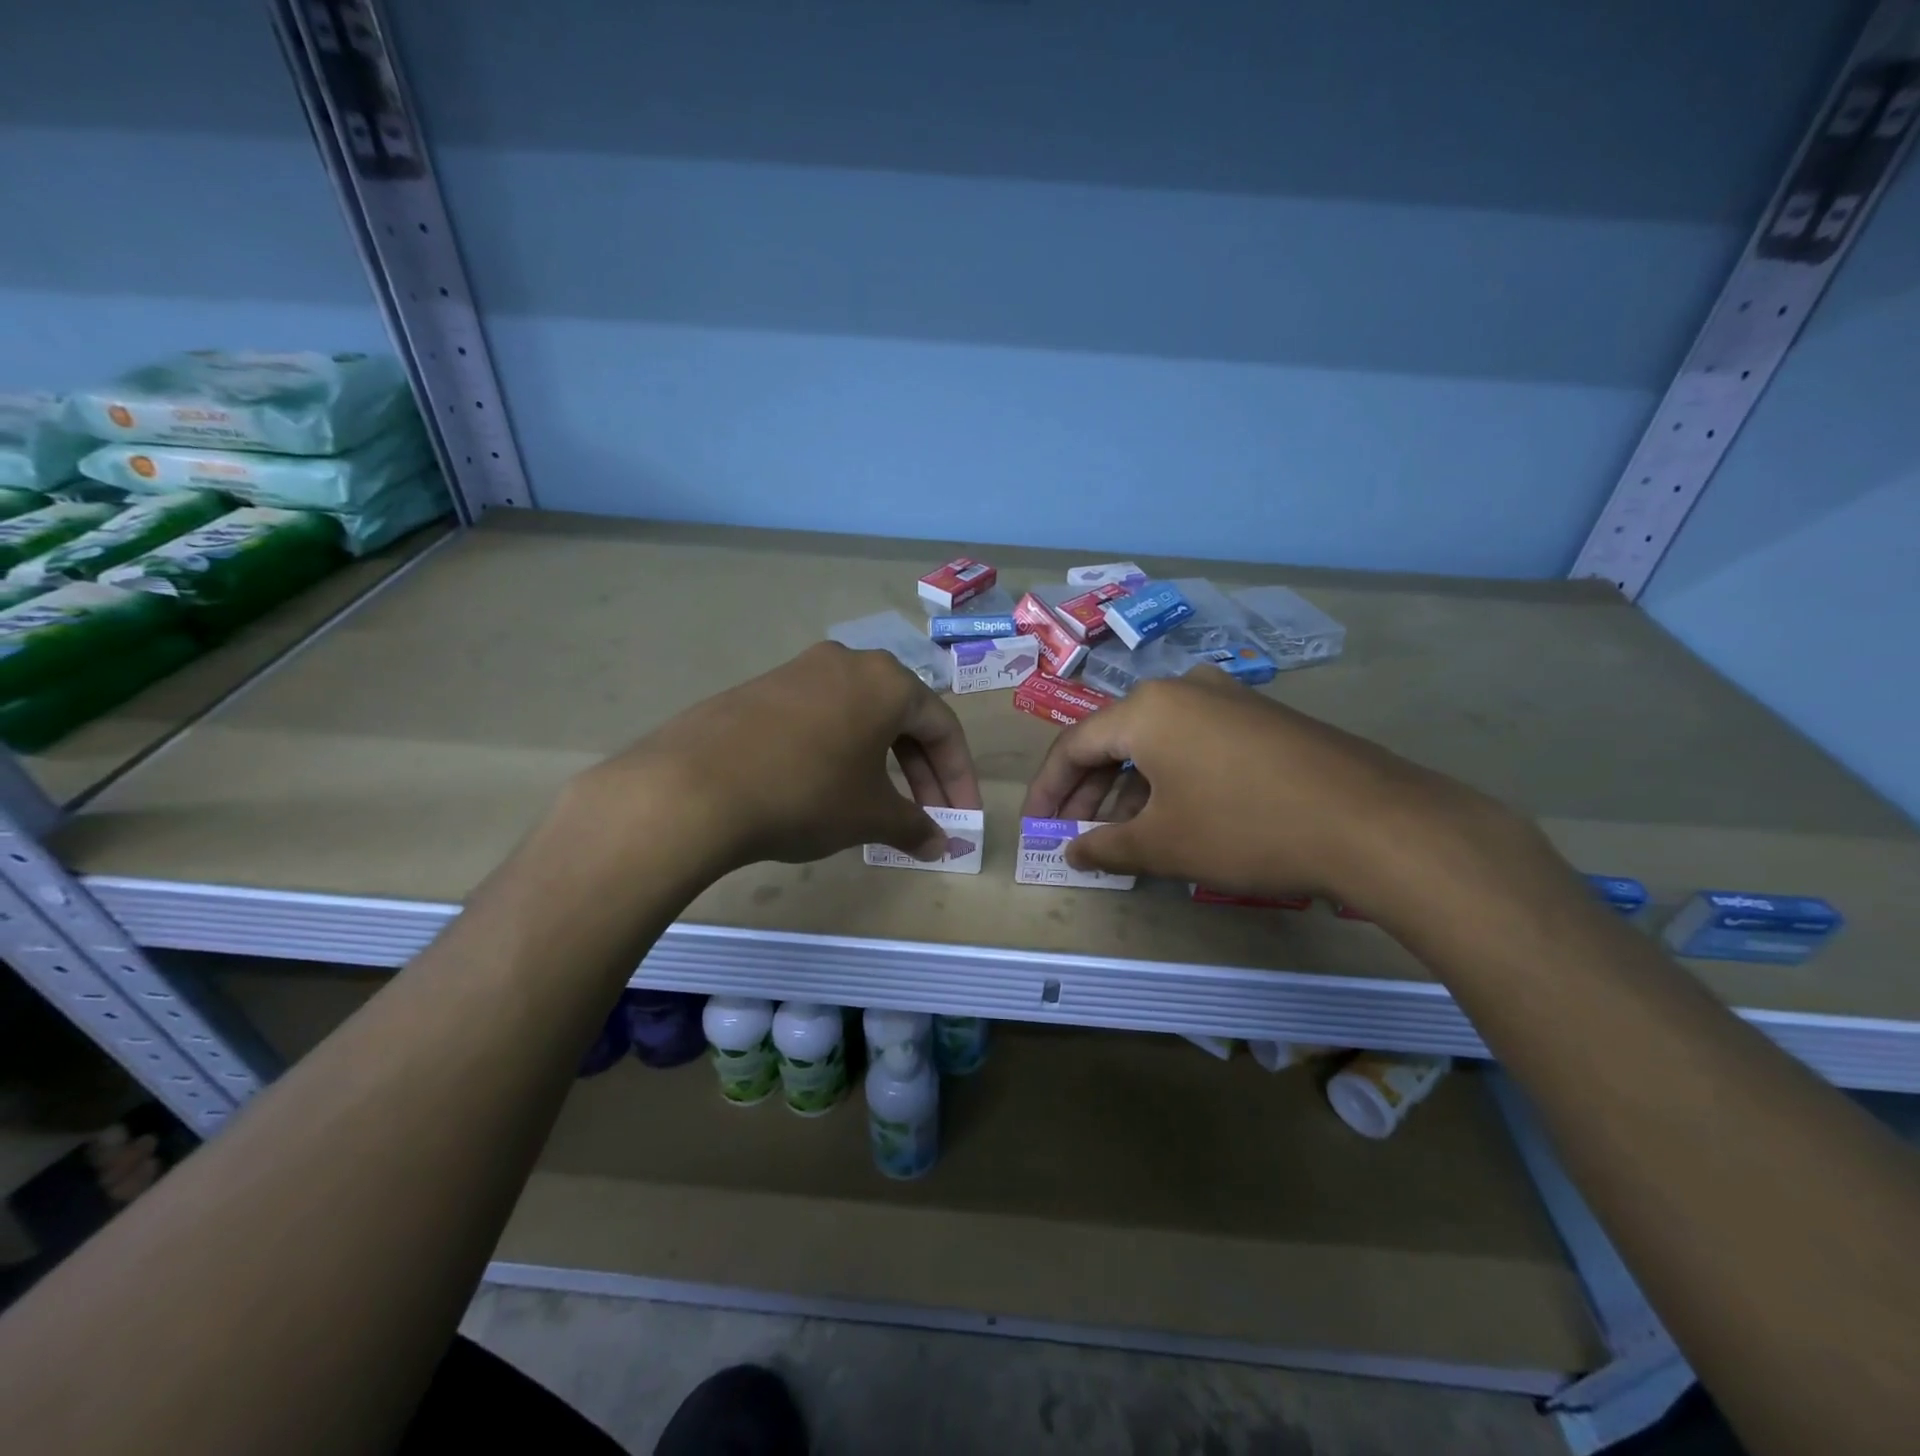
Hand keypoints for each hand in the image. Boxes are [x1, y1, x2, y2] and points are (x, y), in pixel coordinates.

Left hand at [578, 642, 979, 873]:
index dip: (959, 778)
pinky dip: (840, 754)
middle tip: (928, 819)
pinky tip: (829, 790)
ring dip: (881, 765)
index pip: (942, 728)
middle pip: (902, 719)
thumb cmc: (806, 792)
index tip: (962, 819)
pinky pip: (820, 720)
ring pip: (860, 719)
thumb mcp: (870, 814)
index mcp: (887, 681)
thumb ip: (914, 826)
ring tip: (881, 809)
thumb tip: (940, 844)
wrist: (693, 787)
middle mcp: (848, 662)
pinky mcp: (761, 690)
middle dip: (922, 774)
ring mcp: (799, 671)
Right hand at [1020, 667, 1516, 906]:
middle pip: (1114, 740)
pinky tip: (1175, 815)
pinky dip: (1171, 778)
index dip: (1049, 790)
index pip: (1073, 746)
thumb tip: (1072, 850)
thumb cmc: (1246, 828)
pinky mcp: (1262, 718)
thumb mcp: (1164, 844)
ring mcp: (1228, 698)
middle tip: (1077, 836)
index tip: (1037, 827)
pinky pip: (1195, 743)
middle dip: (1089, 791)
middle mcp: (1182, 689)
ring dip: (1130, 788)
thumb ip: (1106, 845)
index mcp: (1146, 709)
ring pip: (1156, 743)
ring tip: (1124, 835)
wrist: (1374, 822)